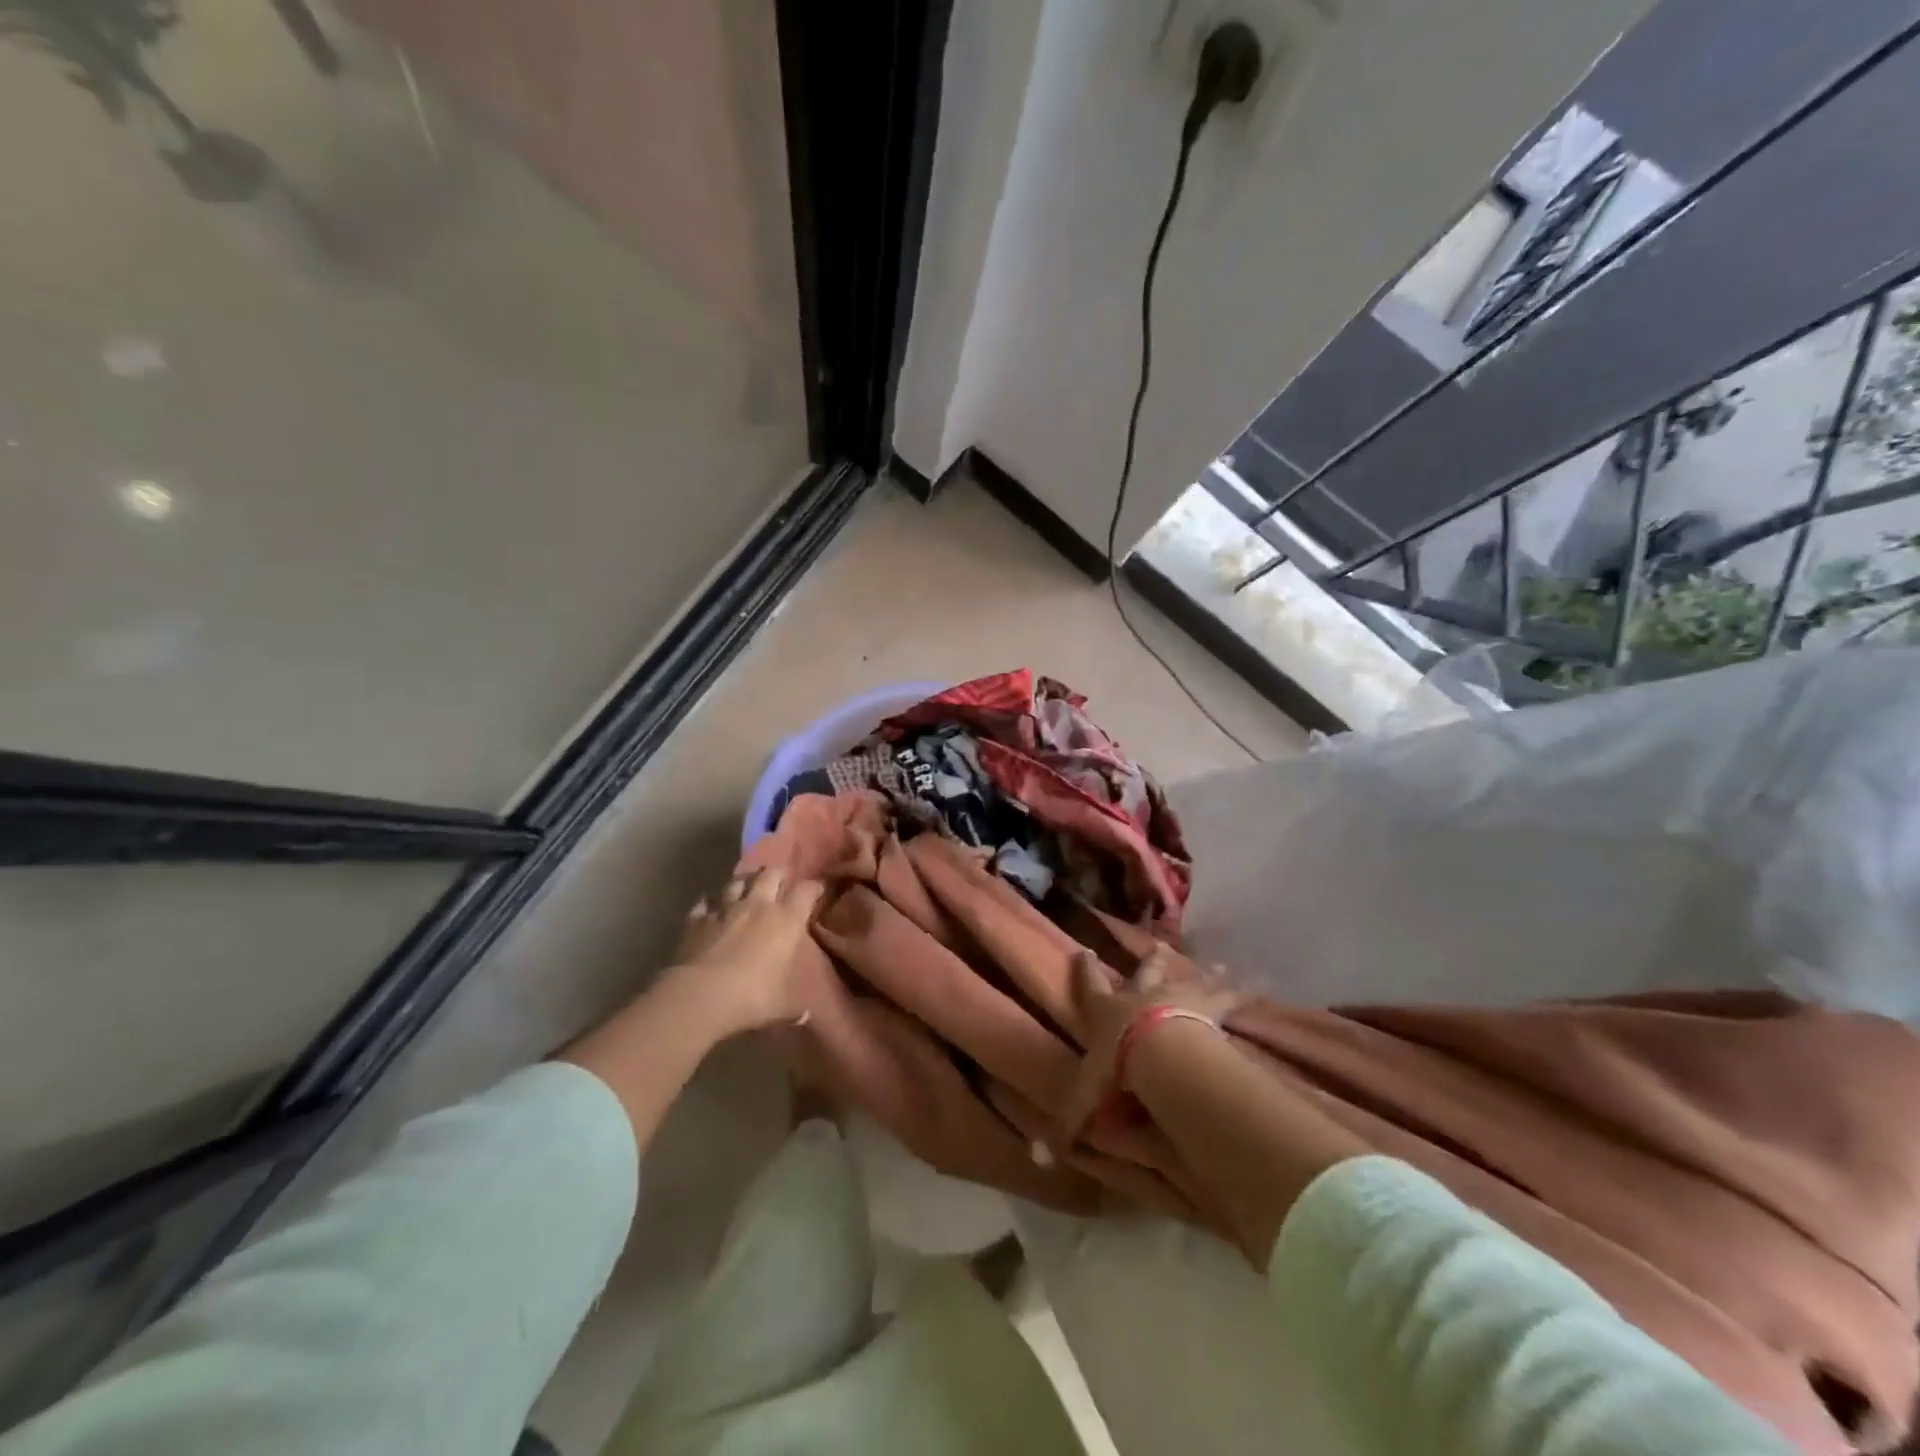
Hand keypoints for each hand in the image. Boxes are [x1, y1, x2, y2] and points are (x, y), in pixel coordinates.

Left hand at [670, 867, 826, 1033]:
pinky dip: (709, 904)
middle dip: (779, 874)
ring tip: (746, 889)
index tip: (817, 890)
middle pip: (771, 873)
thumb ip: (796, 1007)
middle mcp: (758, 905)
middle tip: (781, 882)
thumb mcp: (783, 1005)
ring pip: (737, 881)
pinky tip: (710, 910)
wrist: (700, 995)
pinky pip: (704, 903)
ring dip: (744, 883)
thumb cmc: (752, 996)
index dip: (814, 888)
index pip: (806, 891)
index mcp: (786, 919)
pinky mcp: (696, 919)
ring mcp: (724, 909)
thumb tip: (805, 1017)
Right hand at [1061, 944, 1246, 1137]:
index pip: (1090, 986)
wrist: (1161, 1052)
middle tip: (1158, 945)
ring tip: (1219, 965)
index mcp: (1108, 1012)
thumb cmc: (1119, 1068)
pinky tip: (1258, 986)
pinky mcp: (1209, 1008)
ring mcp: (1177, 997)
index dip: (1085, 970)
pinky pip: (1228, 998)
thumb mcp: (1087, 1097)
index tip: (1084, 951)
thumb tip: (1044, 1155)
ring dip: (1203, 974)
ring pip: (1190, 979)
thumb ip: (1071, 1123)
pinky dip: (1240, 993)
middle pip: (1146, 972)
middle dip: (1150, 960)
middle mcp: (1141, 996)